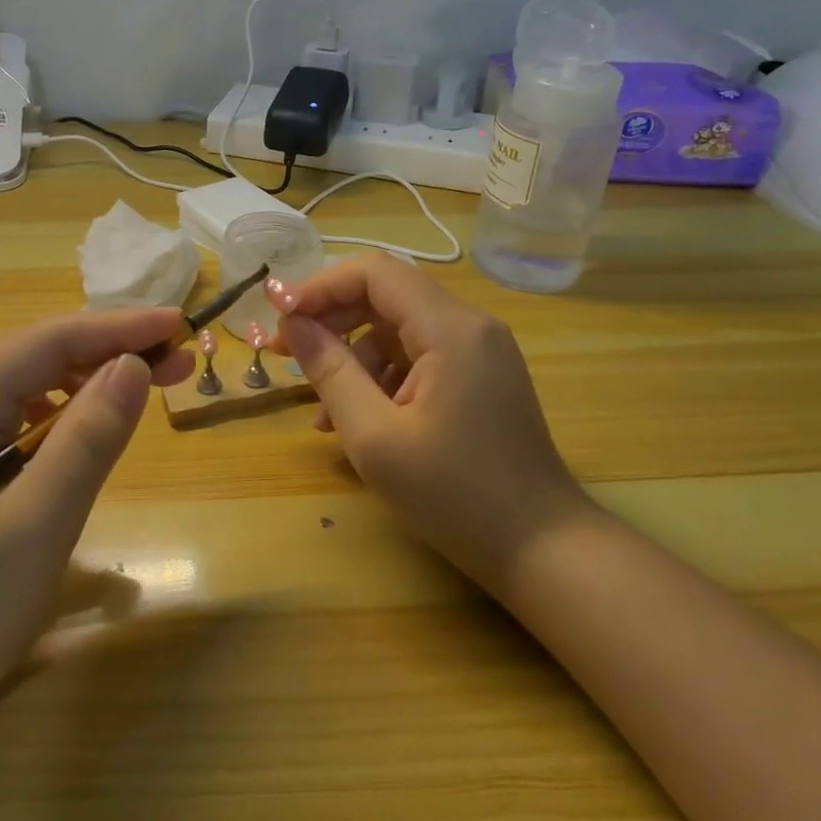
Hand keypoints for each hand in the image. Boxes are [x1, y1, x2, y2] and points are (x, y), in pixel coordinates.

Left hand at [0, 308, 193, 738]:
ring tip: (149, 386)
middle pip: (39, 352)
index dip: (118, 327)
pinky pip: (20, 412)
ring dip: (93, 375)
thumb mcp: (36, 526)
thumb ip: (86, 440)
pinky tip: (90, 426)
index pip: (47, 340)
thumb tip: (133, 366)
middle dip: (112, 348)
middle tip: (180, 362)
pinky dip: (68, 407)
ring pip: (31, 378)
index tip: (180, 325)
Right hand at [268, 254, 586, 593]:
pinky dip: (382, 379)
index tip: (278, 314)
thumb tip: (294, 323)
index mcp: (450, 328)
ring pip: (398, 330)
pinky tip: (359, 421)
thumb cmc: (454, 495)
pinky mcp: (480, 377)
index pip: (374, 272)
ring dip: (353, 359)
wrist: (541, 548)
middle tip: (284, 353)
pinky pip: (418, 358)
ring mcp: (479, 351)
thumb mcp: (375, 436)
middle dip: (330, 320)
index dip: (320, 286)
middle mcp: (470, 325)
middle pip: (385, 296)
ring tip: (322, 414)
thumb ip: (330, 370)